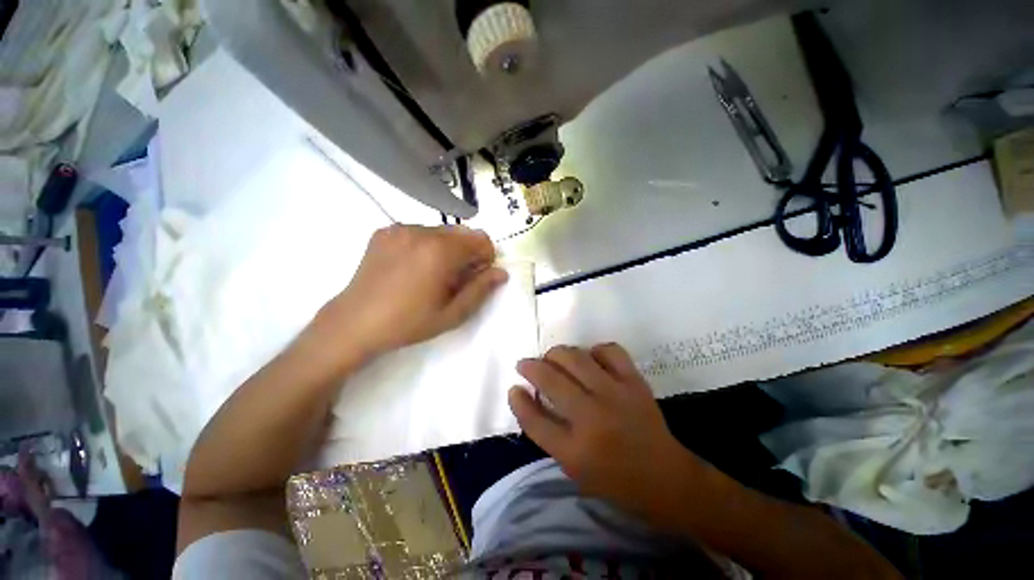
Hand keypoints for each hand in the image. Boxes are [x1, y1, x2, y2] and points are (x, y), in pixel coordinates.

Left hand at [320, 225, 507, 357]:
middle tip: (456, 278)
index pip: (481, 239)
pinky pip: (419, 231)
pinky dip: (427, 245)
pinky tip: (414, 267)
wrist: (355, 323)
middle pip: (462, 232)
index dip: (486, 257)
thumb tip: (501, 273)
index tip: (476, 276)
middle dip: (468, 252)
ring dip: (448, 248)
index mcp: (441, 252)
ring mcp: (400, 229)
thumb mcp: (452, 313)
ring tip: (433, 273)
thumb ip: (480, 290)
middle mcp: (422, 231)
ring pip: (441, 231)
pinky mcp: (385, 232)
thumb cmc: (408, 322)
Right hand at [509, 343, 703, 519]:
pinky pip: (609, 351)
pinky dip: (594, 350)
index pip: (534, 420)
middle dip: (531, 367)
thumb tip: (525, 396)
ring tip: (552, 358)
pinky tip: (590, 358)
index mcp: (575, 451)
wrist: (666, 478)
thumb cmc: (615, 479)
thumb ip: (547, 433)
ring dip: (556, 353)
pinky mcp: (635, 383)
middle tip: (526, 365)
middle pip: (550, 380)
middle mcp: (593, 419)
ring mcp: (616, 396)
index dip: (518, 401)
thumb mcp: (573, 468)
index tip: (514, 387)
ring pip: (575, 358)